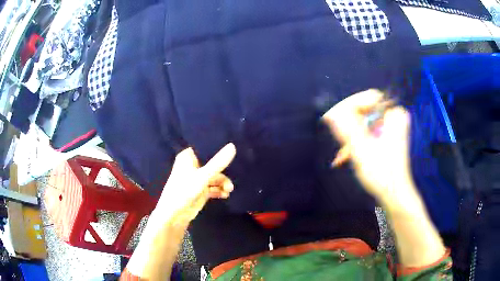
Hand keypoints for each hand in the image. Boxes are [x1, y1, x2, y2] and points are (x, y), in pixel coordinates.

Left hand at [155, 143, 235, 224]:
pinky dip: (219, 190)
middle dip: (222, 173)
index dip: (217, 150)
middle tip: (230, 183)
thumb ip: (218, 163)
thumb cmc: (184, 191)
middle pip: (212, 164)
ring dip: (222, 183)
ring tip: (229, 190)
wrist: (174, 215)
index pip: (205, 149)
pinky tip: (225, 195)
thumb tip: (233, 146)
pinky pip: (212, 187)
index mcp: (187, 158)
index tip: (232, 152)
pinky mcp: (199, 190)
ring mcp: (195, 179)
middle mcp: (191, 166)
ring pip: (213, 177)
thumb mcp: (203, 176)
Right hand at [322, 89, 412, 202]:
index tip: (335, 119)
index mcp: (394, 115)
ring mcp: (390, 127)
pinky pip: (367, 131)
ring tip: (342, 152)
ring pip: (363, 122)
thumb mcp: (362, 149)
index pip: (369, 97)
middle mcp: (393, 117)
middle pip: (365, 110)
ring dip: (351, 135)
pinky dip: (357, 141)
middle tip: (339, 139)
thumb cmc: (382, 173)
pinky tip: (346, 155)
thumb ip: (347, 129)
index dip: (350, 106)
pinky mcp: (386, 137)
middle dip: (349, 124)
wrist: (394, 194)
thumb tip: (331, 113)